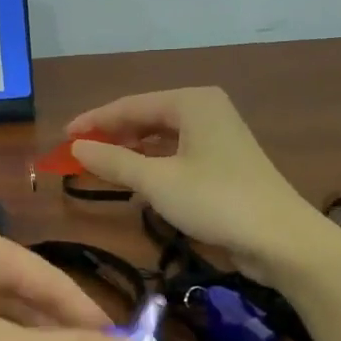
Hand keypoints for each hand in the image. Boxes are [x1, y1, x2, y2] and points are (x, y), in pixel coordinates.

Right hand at [66, 87, 336, 278]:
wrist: (279, 238)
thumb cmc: (215, 201)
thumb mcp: (157, 181)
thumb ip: (113, 162)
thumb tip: (76, 147)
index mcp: (192, 102)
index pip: (130, 105)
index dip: (93, 122)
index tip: (62, 138)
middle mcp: (205, 111)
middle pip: (145, 118)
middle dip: (111, 136)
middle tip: (76, 155)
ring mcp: (216, 138)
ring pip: (160, 138)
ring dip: (129, 152)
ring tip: (97, 167)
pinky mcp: (222, 164)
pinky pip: (175, 155)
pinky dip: (150, 165)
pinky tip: (133, 180)